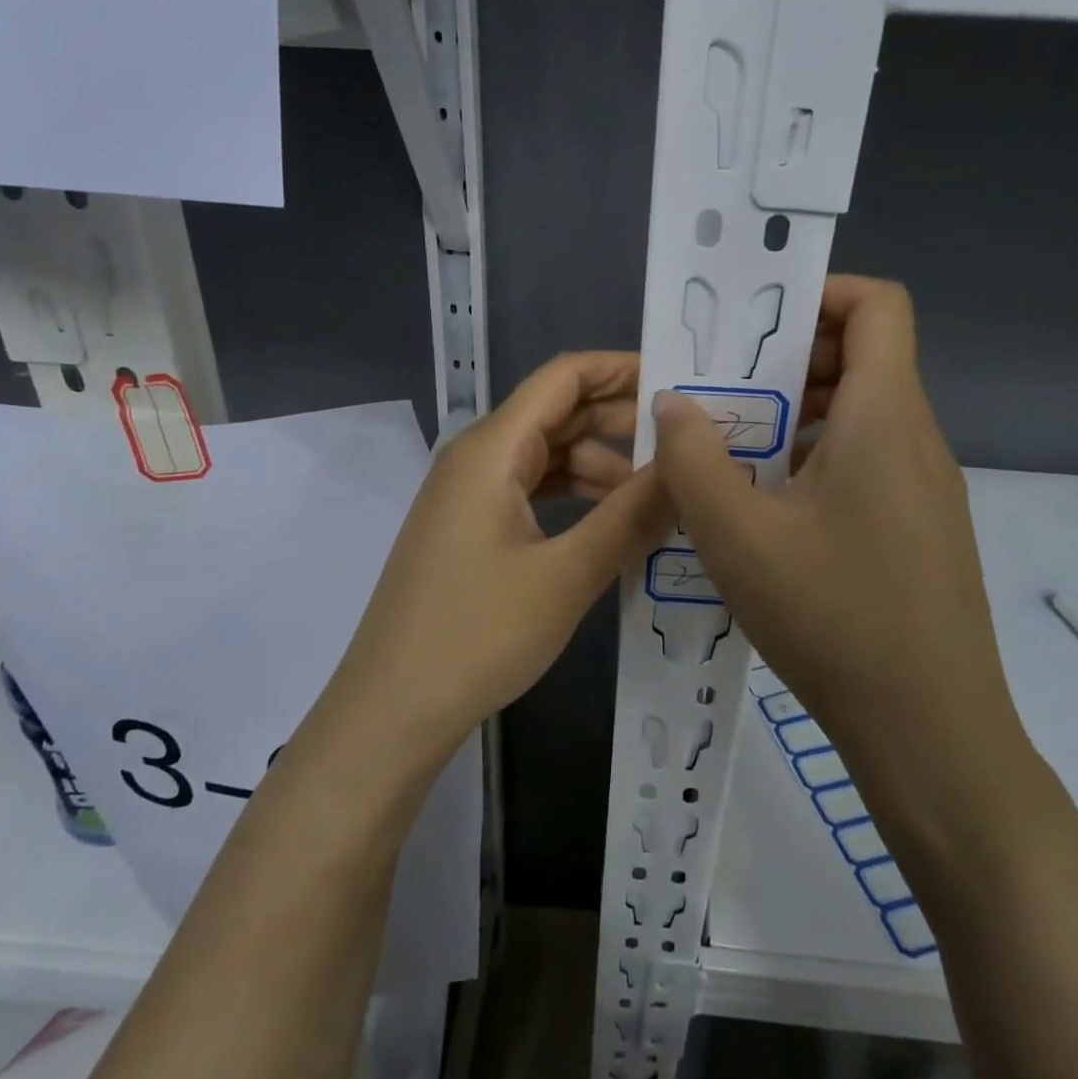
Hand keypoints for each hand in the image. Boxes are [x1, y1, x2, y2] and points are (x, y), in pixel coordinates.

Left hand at [328, 352, 669, 766]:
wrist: (392, 709)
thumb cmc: (478, 634)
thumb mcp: (567, 574)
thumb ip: (630, 515)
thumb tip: (684, 469)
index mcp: (492, 448)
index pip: (563, 377)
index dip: (620, 369)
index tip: (678, 383)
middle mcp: (477, 457)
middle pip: (557, 413)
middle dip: (620, 421)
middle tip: (685, 444)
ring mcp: (468, 495)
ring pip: (546, 456)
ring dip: (601, 465)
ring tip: (659, 494)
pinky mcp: (469, 529)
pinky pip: (530, 491)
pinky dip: (574, 497)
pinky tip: (612, 522)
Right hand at [651, 276, 1033, 819]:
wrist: (930, 731)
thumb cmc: (833, 617)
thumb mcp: (737, 534)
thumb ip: (693, 458)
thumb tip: (673, 402)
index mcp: (885, 417)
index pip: (878, 305)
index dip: (820, 293)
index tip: (754, 326)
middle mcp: (917, 439)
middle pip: (865, 357)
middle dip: (790, 359)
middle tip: (722, 389)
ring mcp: (926, 489)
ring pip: (863, 415)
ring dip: (799, 414)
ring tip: (733, 448)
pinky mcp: (922, 530)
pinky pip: (869, 463)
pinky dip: (818, 459)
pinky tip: (768, 510)